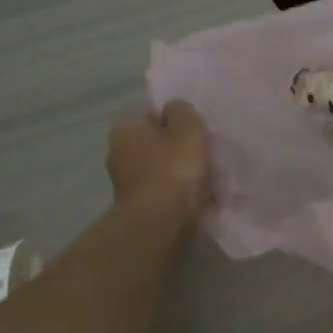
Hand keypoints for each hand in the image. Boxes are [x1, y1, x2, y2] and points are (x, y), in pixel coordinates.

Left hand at [107, 100, 210, 224]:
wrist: (161, 224)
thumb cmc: (173, 167)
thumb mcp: (186, 126)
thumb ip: (182, 110)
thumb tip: (174, 109)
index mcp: (125, 129)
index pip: (150, 113)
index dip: (174, 117)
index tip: (195, 127)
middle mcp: (119, 154)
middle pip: (157, 143)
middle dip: (180, 148)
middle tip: (206, 152)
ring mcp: (128, 184)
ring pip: (164, 170)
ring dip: (185, 173)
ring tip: (213, 179)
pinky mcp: (140, 208)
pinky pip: (167, 194)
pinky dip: (183, 195)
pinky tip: (206, 200)